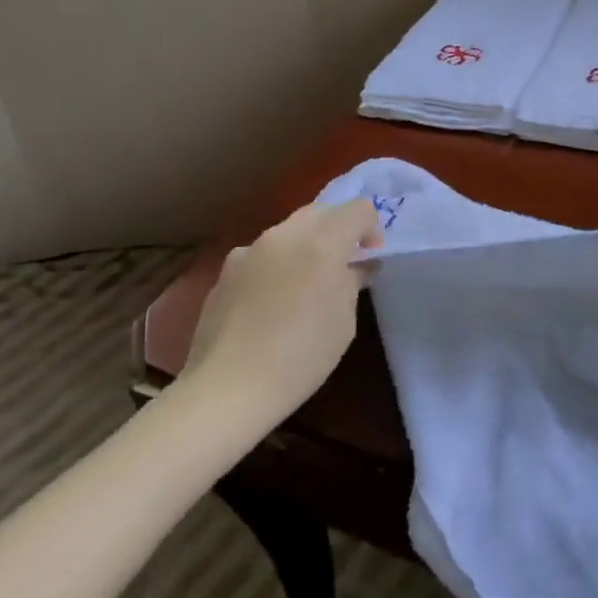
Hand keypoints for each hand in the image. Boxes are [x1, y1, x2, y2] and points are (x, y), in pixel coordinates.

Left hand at [185, 199, 382, 420]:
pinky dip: (277, 264)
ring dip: (306, 244)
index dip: (371, 226)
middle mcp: (285, 235)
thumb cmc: (300, 357)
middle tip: (344, 262)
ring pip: (288, 230)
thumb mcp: (343, 323)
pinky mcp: (226, 270)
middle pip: (320, 211)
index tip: (371, 254)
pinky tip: (272, 301)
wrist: (228, 387)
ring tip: (306, 282)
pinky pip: (262, 254)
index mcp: (322, 243)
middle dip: (337, 228)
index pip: (357, 209)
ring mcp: (250, 250)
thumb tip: (358, 267)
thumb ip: (351, 283)